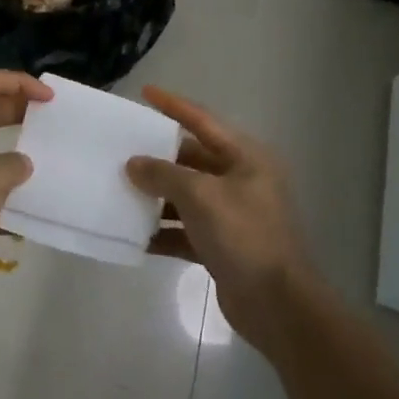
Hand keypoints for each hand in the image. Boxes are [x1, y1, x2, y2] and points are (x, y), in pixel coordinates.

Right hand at [128, 87, 317, 350]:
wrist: (278, 305)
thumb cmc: (243, 236)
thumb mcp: (200, 196)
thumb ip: (164, 174)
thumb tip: (134, 164)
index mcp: (245, 158)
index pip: (203, 121)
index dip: (174, 105)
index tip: (145, 93)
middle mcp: (241, 181)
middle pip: (193, 160)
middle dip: (158, 158)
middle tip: (122, 150)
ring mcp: (233, 216)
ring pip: (186, 197)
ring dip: (157, 197)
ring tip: (120, 191)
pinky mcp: (223, 247)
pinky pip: (186, 231)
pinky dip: (164, 232)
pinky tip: (136, 237)